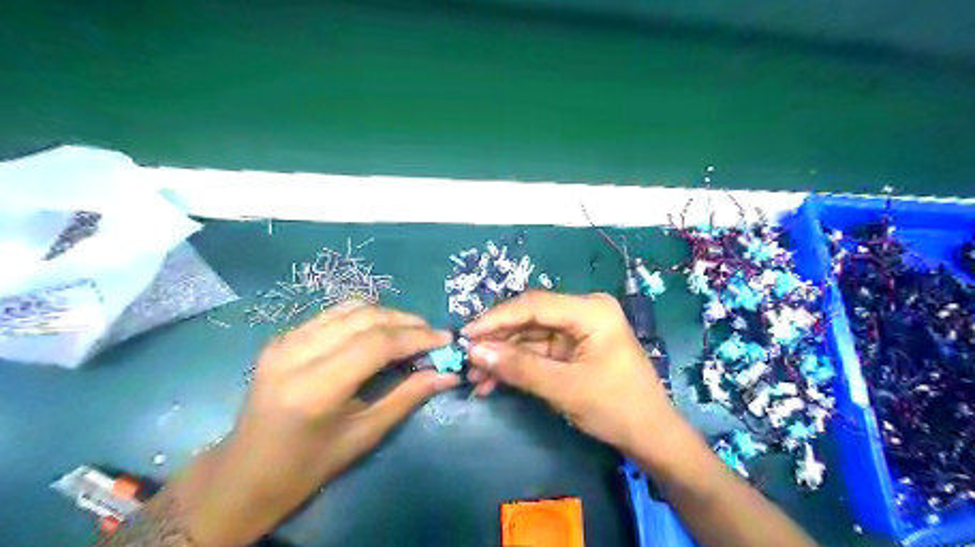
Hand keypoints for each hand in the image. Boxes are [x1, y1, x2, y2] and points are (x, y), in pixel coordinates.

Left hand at [185, 302, 462, 544]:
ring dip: (387, 315)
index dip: (416, 337)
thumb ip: (407, 397)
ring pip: (350, 308)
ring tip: (411, 331)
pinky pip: (333, 314)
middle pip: (365, 318)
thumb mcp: (365, 435)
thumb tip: (448, 374)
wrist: (246, 472)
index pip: (377, 344)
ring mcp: (284, 341)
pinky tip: (379, 332)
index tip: (445, 339)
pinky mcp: (282, 337)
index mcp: (315, 387)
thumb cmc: (309, 465)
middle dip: (407, 322)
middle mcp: (296, 354)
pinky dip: (364, 317)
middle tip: (432, 335)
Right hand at [464, 292, 683, 458]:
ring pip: (530, 336)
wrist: (651, 437)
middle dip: (498, 340)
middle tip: (466, 359)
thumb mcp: (564, 388)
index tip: (465, 335)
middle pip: (530, 319)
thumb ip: (519, 367)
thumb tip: (474, 351)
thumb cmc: (616, 408)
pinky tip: (494, 381)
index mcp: (590, 311)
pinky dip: (517, 365)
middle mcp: (584, 312)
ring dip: (503, 356)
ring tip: (475, 377)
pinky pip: (538, 351)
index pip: (534, 306)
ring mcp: (578, 330)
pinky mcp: (573, 347)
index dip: (497, 319)